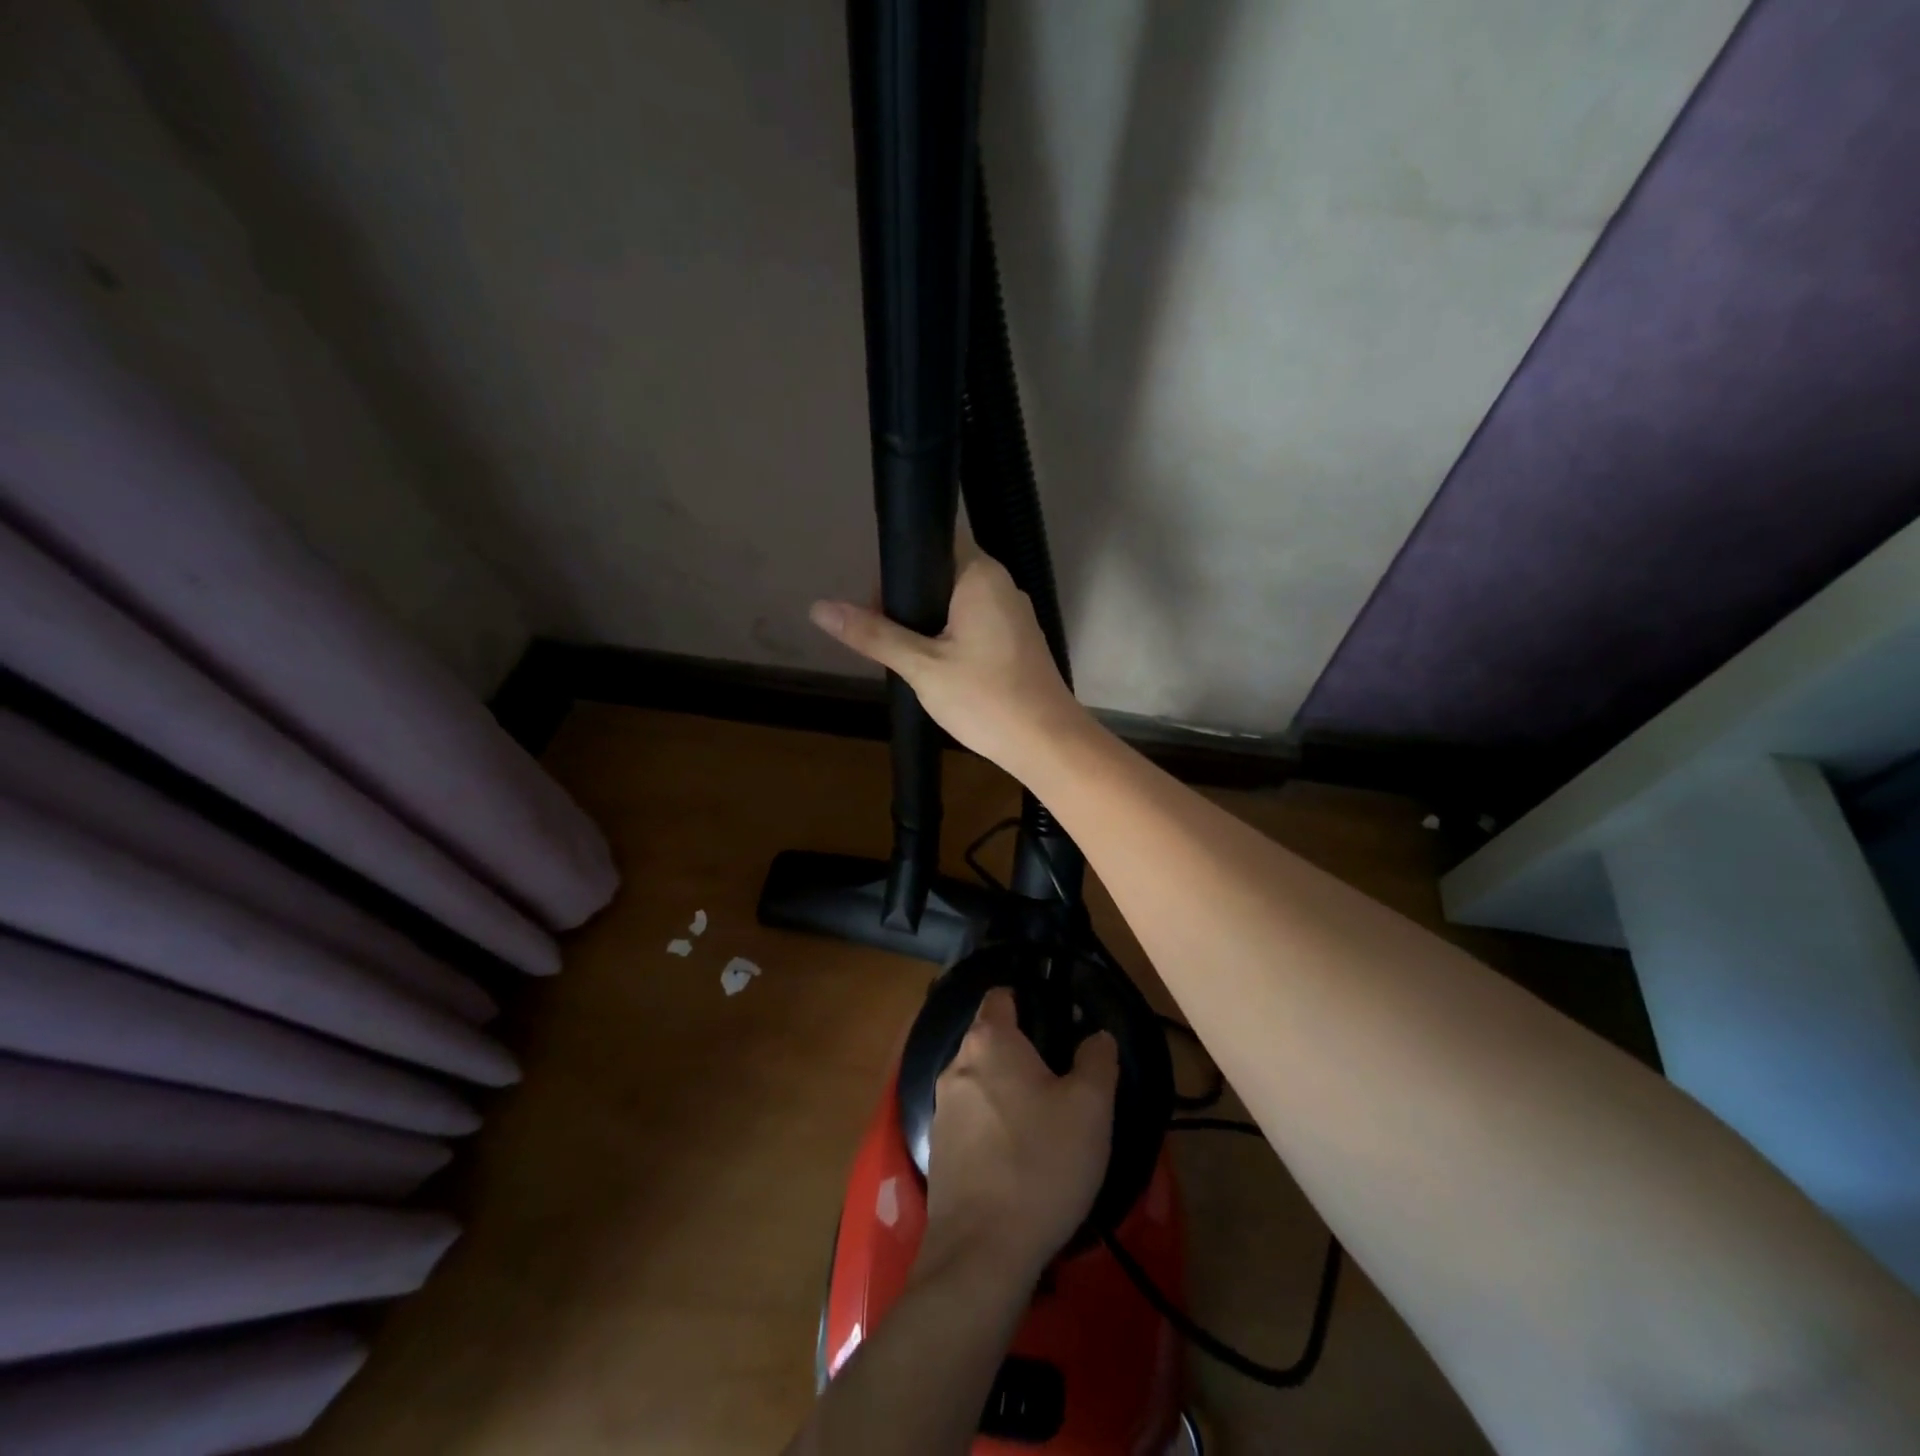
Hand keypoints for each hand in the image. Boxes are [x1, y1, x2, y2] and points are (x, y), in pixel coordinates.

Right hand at [809, 541, 1091, 780]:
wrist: (1047, 743)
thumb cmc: (985, 699)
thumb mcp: (921, 667)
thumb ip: (873, 635)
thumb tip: (819, 608)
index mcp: (980, 574)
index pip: (932, 541)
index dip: (898, 567)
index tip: (874, 602)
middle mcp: (1001, 584)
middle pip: (941, 573)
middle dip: (907, 600)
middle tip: (883, 638)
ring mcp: (1013, 613)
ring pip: (956, 602)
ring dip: (926, 623)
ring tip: (906, 658)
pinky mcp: (1017, 640)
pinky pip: (974, 624)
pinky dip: (950, 637)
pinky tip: (937, 669)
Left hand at [919, 988, 1119, 1281]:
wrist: (982, 1252)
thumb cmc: (1040, 1163)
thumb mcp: (1090, 1108)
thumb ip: (1098, 1061)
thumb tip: (1097, 1036)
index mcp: (989, 1042)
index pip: (1000, 997)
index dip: (1026, 1000)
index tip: (1054, 1020)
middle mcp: (956, 1065)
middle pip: (990, 1041)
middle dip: (1022, 1053)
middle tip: (1061, 1081)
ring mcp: (940, 1109)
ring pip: (980, 1082)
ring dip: (1007, 1092)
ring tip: (1044, 1123)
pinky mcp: (938, 1149)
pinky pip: (970, 1120)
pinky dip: (992, 1126)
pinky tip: (1018, 1158)